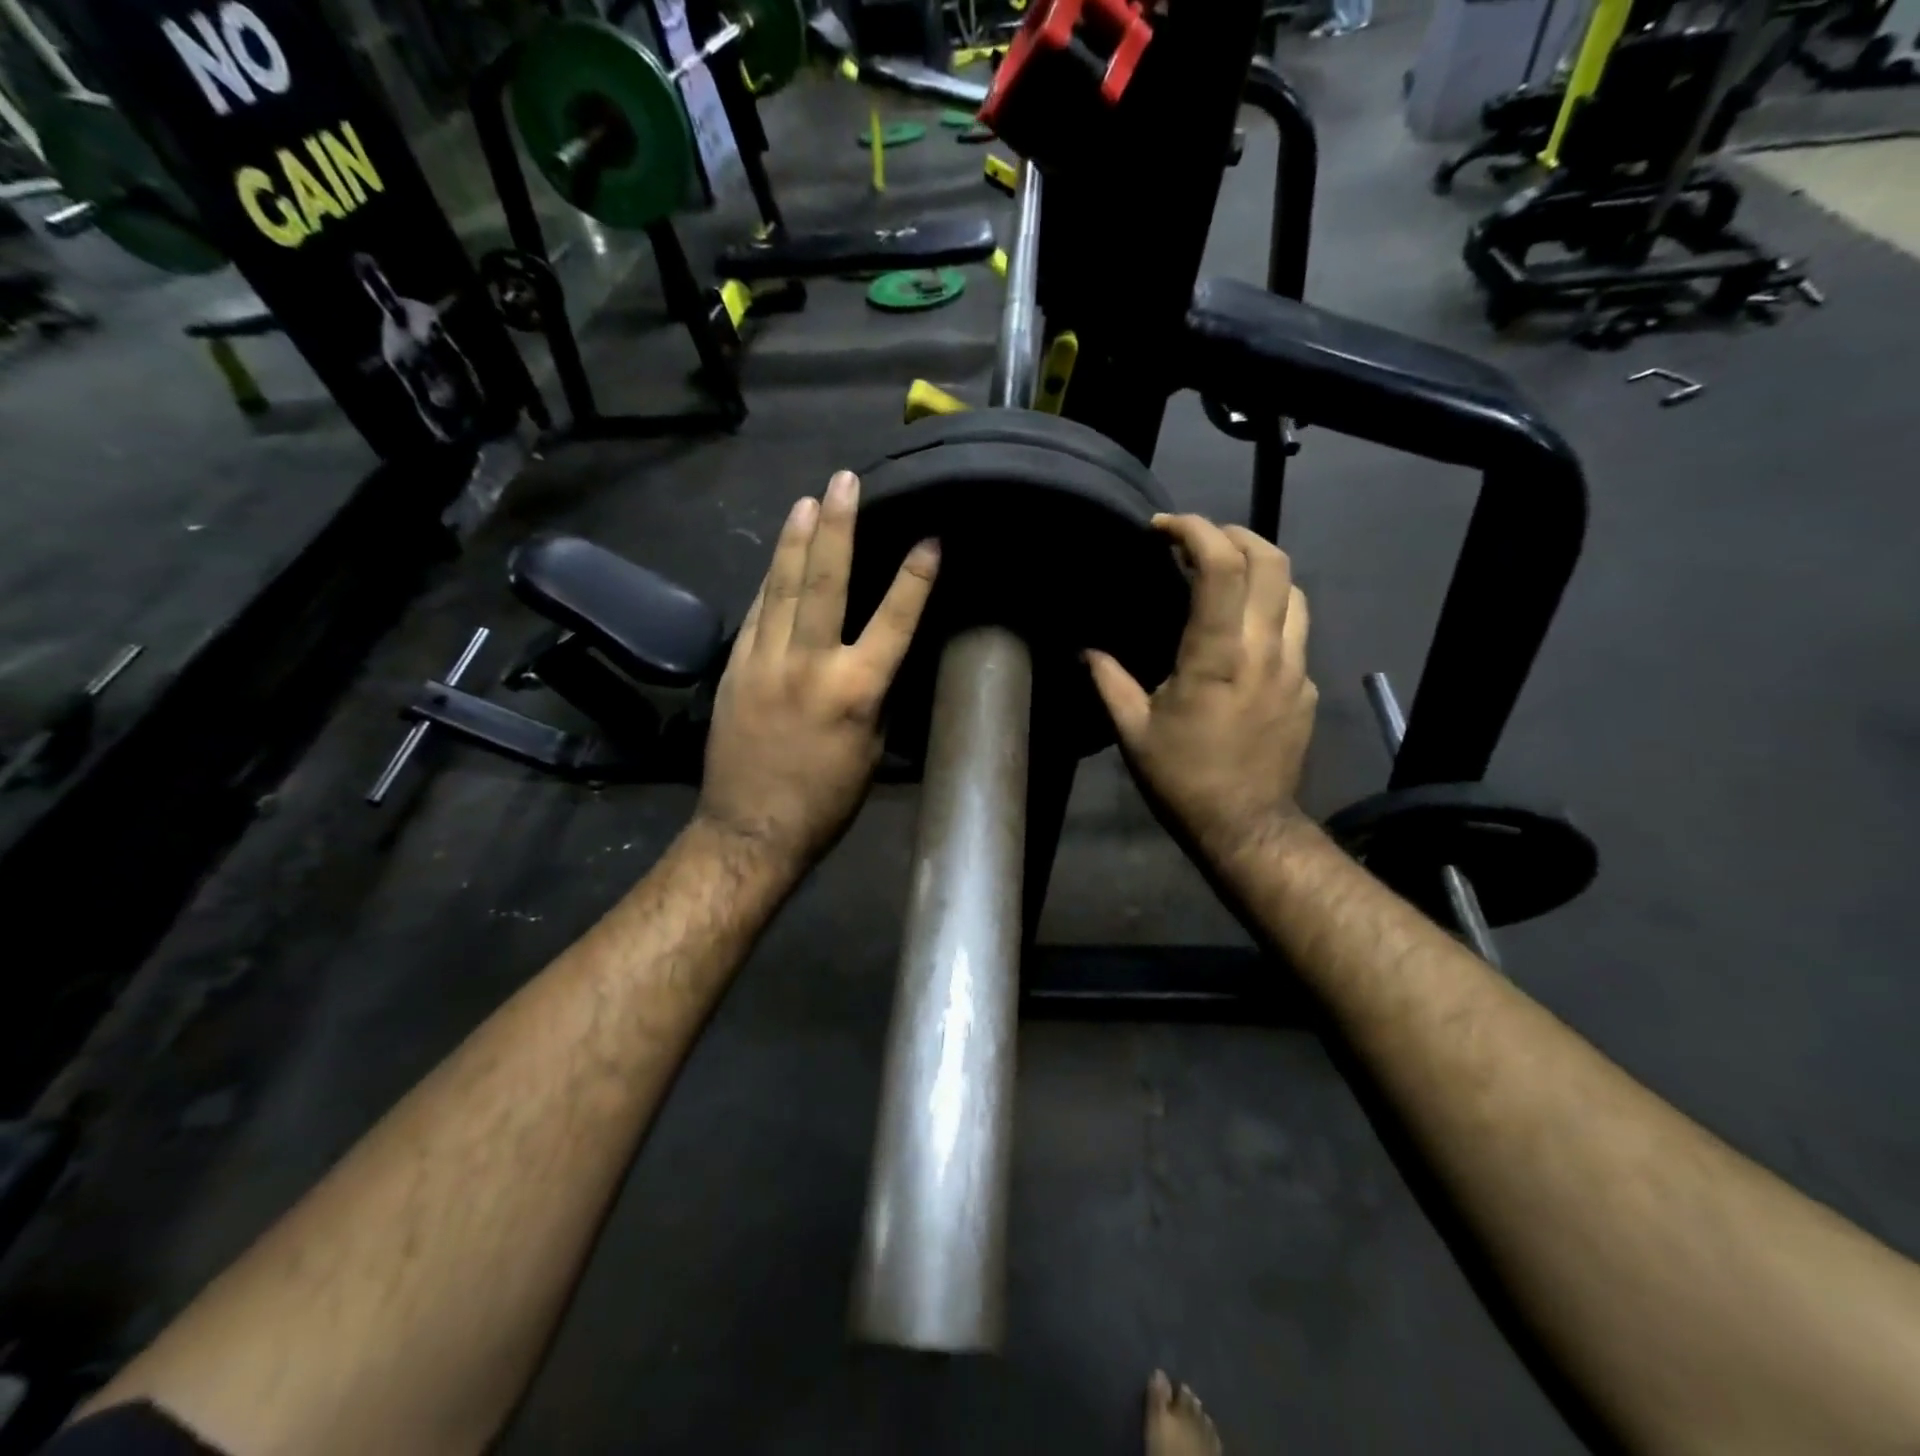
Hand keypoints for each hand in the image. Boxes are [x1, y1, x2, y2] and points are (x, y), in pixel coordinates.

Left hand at [695, 470, 939, 873]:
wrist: (750, 828)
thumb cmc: (826, 800)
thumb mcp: (871, 749)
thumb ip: (876, 694)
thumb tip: (880, 653)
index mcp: (856, 691)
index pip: (893, 621)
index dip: (914, 578)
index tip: (930, 538)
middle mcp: (809, 664)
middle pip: (824, 582)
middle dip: (838, 526)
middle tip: (844, 480)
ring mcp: (764, 661)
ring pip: (780, 587)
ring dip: (795, 540)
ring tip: (806, 500)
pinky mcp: (734, 668)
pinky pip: (757, 612)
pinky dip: (770, 581)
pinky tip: (777, 558)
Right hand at [1086, 514, 1315, 864]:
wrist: (1246, 826)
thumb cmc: (1183, 779)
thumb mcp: (1133, 732)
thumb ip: (1108, 681)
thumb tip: (1085, 649)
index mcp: (1216, 657)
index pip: (1222, 567)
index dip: (1195, 530)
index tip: (1163, 529)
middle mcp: (1264, 650)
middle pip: (1272, 561)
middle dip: (1234, 534)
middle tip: (1198, 541)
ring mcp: (1295, 667)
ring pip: (1294, 590)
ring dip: (1260, 567)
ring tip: (1225, 575)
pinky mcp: (1306, 686)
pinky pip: (1297, 629)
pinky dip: (1270, 610)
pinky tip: (1243, 631)